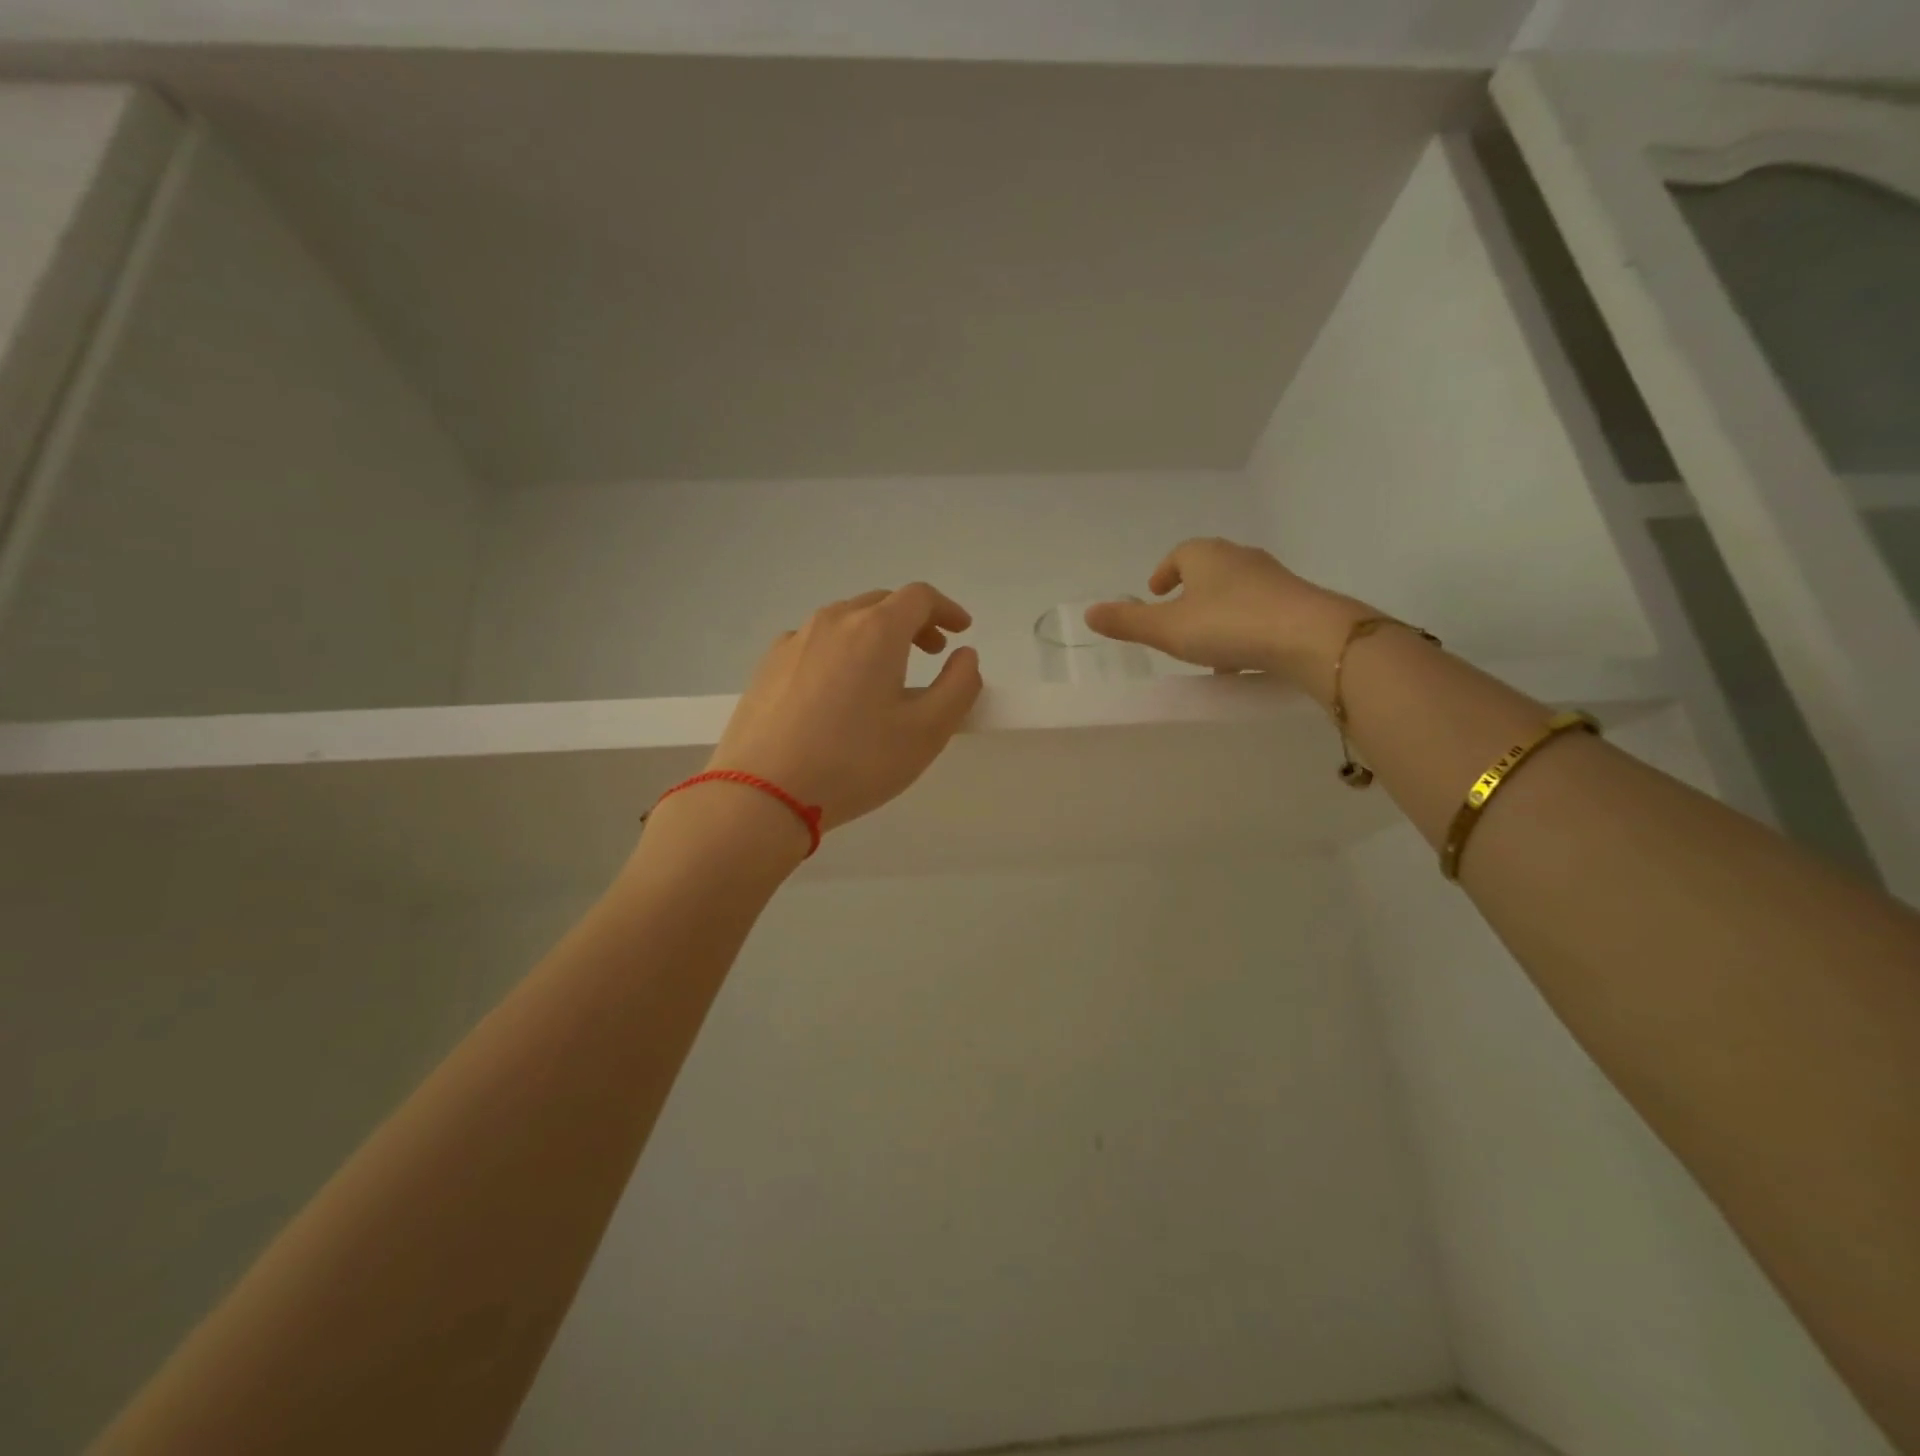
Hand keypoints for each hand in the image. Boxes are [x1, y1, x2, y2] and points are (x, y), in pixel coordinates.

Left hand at [704, 584, 982, 831]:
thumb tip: (965, 656)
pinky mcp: (767, 665)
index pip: (920, 597)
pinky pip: (815, 643)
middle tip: (931, 651)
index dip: (947, 609)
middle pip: (881, 603)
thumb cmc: (855, 762)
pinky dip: (840, 651)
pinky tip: (837, 690)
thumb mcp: (927, 732)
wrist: (762, 793)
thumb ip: (959, 686)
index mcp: (876, 630)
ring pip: (845, 621)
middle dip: (913, 621)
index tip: (961, 630)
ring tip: (885, 673)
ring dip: (875, 634)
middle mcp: (833, 621)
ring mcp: (794, 640)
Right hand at [1085, 538, 1371, 694]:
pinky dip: (1245, 626)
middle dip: (1192, 593)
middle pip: (1209, 570)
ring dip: (1219, 612)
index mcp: (1205, 555)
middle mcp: (1240, 558)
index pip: (1179, 555)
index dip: (1164, 573)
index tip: (1155, 592)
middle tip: (1178, 618)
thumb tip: (1089, 612)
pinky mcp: (1297, 601)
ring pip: (1236, 591)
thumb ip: (1127, 622)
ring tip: (1210, 646)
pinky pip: (1260, 610)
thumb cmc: (1228, 625)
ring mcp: (1273, 577)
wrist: (1309, 636)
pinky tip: (1244, 657)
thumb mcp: (1167, 629)